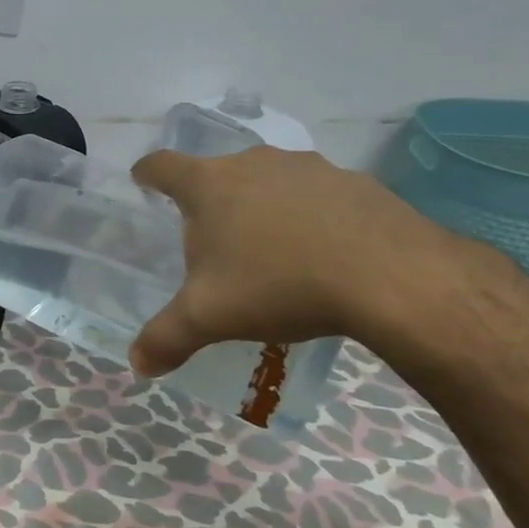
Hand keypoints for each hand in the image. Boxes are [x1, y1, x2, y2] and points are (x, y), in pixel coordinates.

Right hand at [128, 146, 461, 374]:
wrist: (391, 277)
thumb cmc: (279, 285)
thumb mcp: (210, 318)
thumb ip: (166, 338)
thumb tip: (137, 365)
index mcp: (210, 184)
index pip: (162, 165)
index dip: (147, 173)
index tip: (142, 181)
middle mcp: (254, 163)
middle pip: (218, 173)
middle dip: (210, 201)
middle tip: (213, 240)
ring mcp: (309, 168)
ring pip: (269, 181)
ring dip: (262, 206)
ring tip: (271, 249)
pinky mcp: (356, 182)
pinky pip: (318, 195)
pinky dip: (310, 216)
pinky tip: (323, 253)